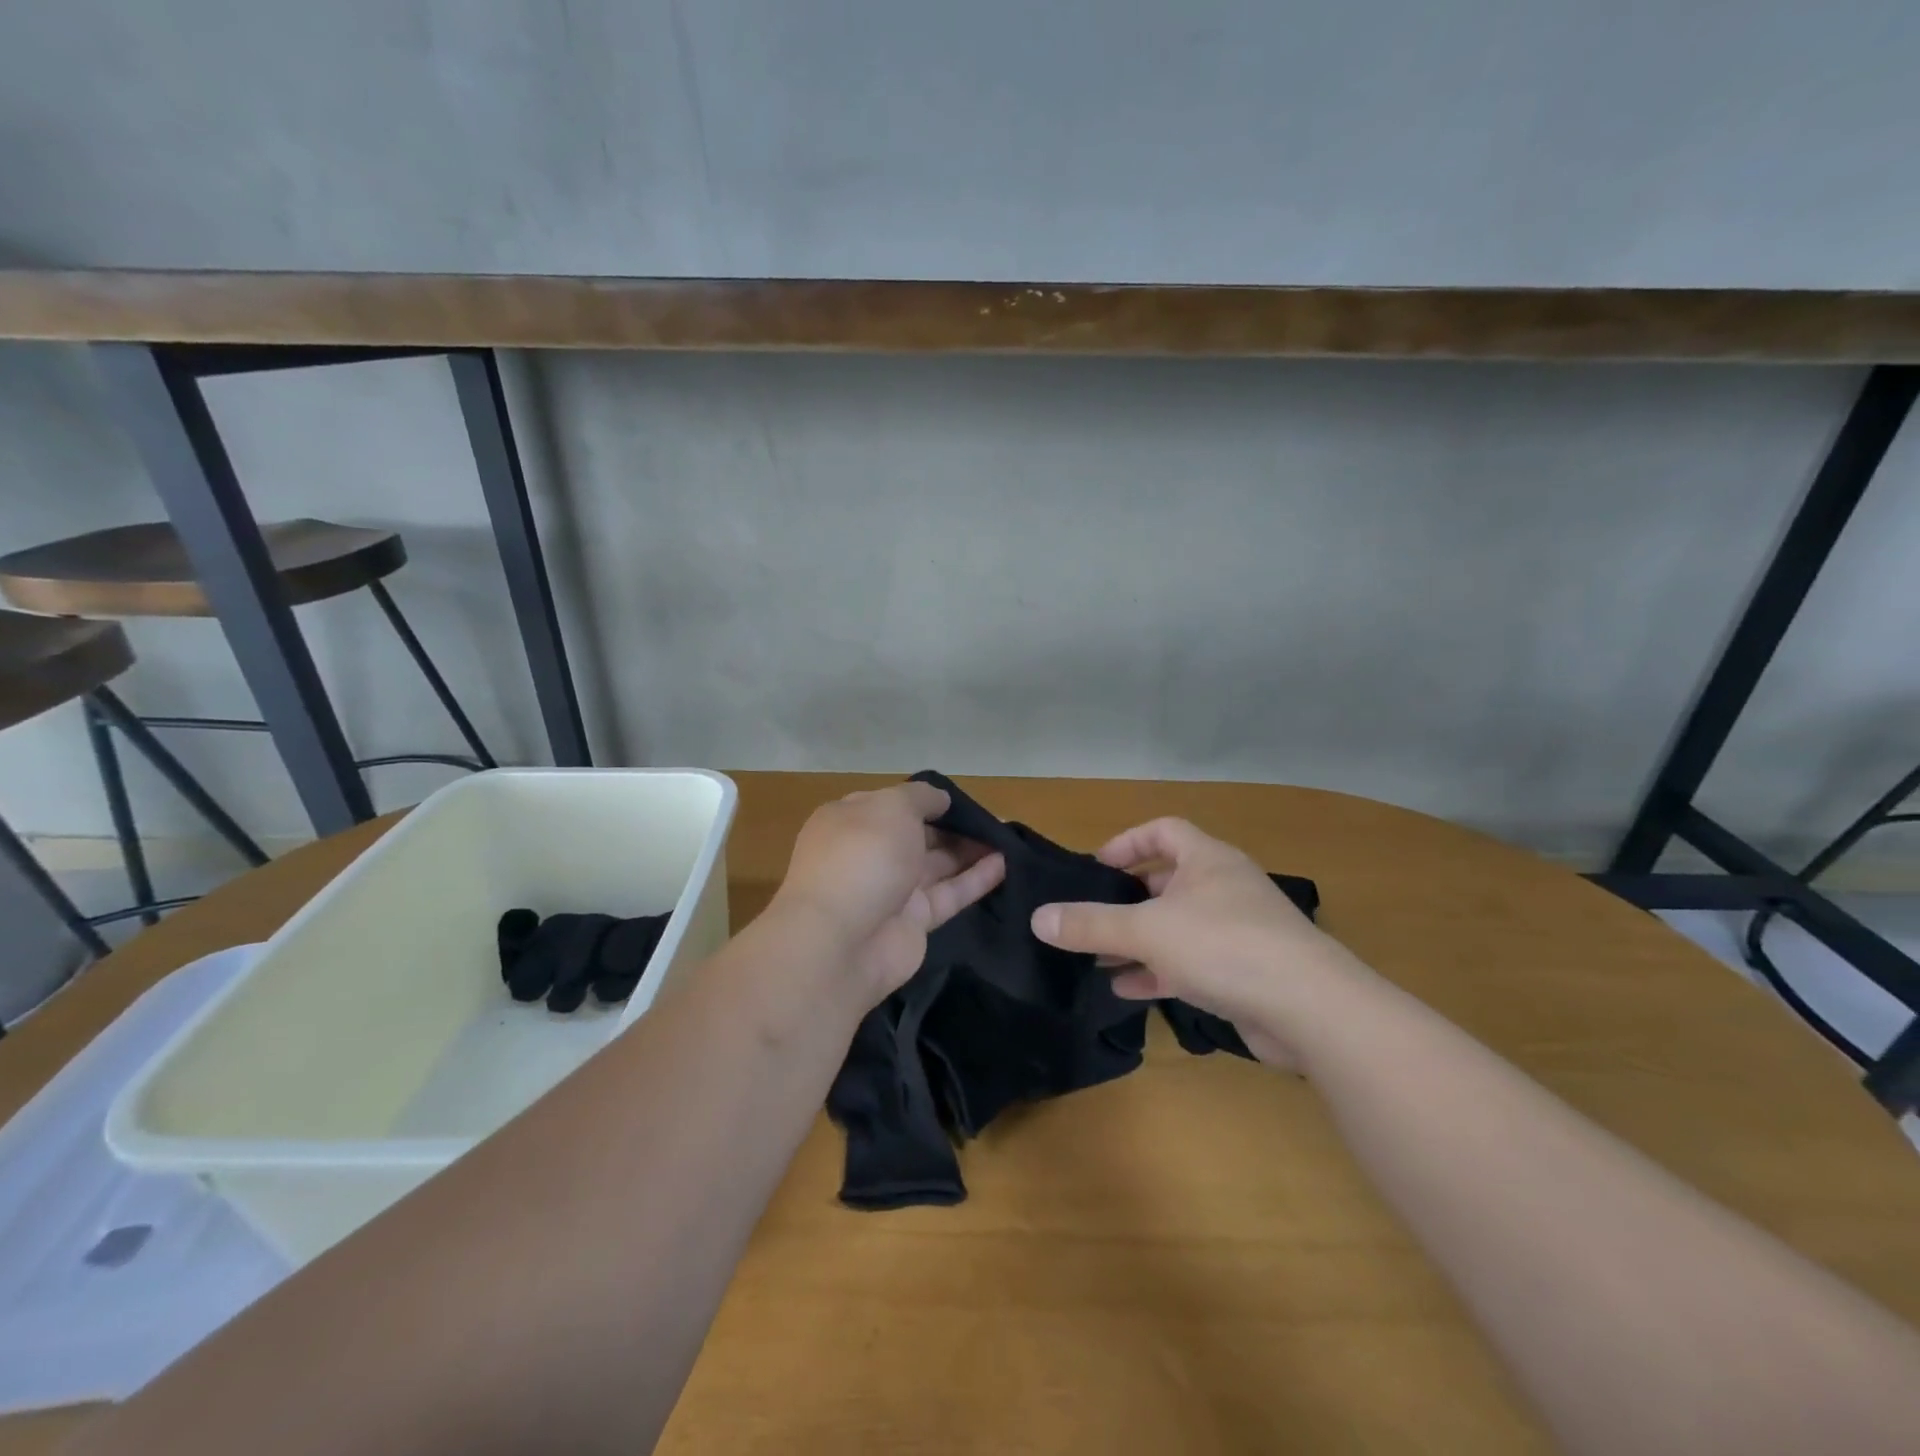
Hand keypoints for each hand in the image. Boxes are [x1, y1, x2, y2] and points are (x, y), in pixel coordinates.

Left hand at [771, 782, 1004, 1002]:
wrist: (840, 942)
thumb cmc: (863, 856)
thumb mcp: (892, 807)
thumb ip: (921, 798)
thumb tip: (941, 799)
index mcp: (851, 820)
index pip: (892, 804)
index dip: (925, 800)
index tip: (961, 799)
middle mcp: (870, 853)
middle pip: (918, 834)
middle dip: (953, 826)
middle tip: (995, 821)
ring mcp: (891, 889)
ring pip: (937, 865)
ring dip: (971, 850)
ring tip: (1010, 838)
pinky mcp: (914, 922)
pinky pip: (950, 894)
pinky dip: (977, 879)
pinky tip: (1007, 864)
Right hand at [1030, 817, 1372, 1067]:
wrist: (1311, 1010)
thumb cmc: (1225, 946)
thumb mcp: (1148, 931)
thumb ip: (1091, 924)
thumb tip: (1038, 918)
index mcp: (1207, 860)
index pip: (1162, 830)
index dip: (1126, 843)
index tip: (1095, 868)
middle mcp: (1224, 888)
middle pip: (1166, 881)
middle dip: (1126, 900)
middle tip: (1089, 918)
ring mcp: (1238, 931)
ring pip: (1177, 926)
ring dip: (1139, 941)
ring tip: (1097, 958)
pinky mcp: (1245, 972)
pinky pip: (1191, 962)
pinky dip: (1159, 971)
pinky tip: (1127, 990)